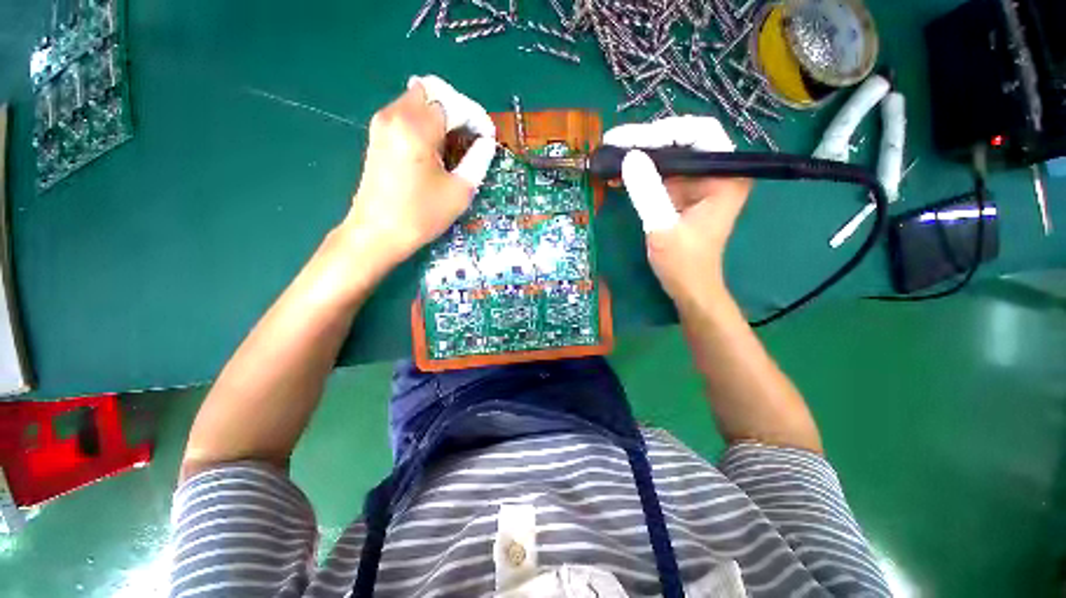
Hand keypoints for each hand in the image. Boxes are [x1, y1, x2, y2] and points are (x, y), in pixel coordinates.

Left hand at [344, 75, 496, 268]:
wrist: (377, 233)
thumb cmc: (421, 216)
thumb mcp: (459, 192)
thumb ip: (478, 161)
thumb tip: (486, 143)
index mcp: (417, 129)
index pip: (454, 105)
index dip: (477, 118)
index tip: (489, 138)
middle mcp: (396, 115)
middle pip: (433, 91)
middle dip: (458, 109)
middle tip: (471, 135)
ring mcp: (383, 123)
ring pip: (418, 99)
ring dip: (441, 114)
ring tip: (456, 142)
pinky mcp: (378, 135)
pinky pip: (406, 112)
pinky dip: (426, 121)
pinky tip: (436, 145)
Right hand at [606, 116, 752, 304]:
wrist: (689, 288)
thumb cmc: (684, 263)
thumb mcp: (663, 228)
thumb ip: (647, 192)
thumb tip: (628, 156)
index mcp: (725, 177)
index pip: (700, 134)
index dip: (664, 131)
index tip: (629, 138)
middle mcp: (716, 173)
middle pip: (682, 141)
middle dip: (647, 140)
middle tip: (614, 142)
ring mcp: (699, 183)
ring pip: (669, 156)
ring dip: (639, 155)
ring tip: (609, 154)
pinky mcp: (683, 194)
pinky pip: (661, 175)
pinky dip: (639, 174)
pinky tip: (616, 176)